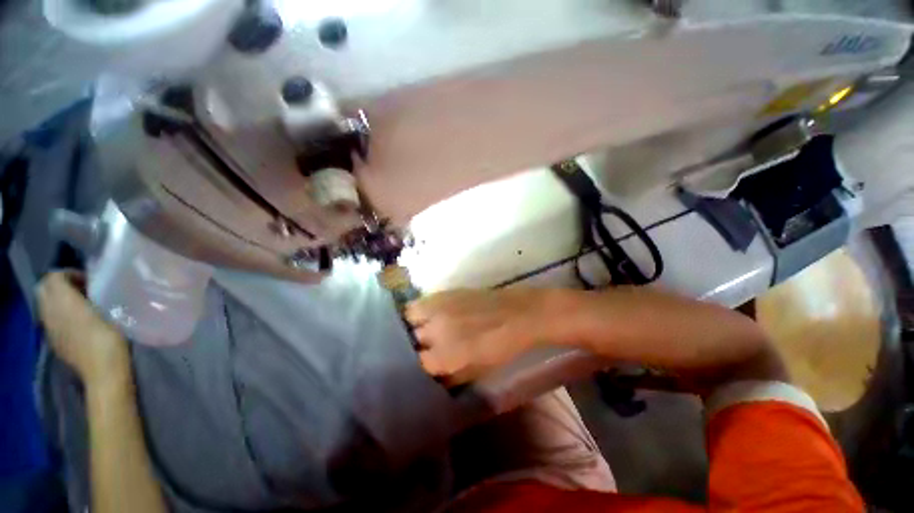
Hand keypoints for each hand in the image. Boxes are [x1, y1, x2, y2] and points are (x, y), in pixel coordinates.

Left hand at [37, 271, 130, 388]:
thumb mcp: (105, 309)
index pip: (54, 276)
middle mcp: (49, 312)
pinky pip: (51, 320)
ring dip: (60, 300)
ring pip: (46, 305)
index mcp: (60, 301)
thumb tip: (85, 283)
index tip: (90, 280)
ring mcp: (50, 329)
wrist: (103, 371)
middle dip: (60, 285)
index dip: (70, 273)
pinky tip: (78, 322)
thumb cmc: (108, 337)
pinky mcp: (56, 341)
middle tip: (83, 289)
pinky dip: (61, 315)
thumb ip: (88, 293)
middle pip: (45, 289)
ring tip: (83, 305)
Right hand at [406, 288, 554, 384]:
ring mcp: (439, 309)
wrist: (517, 315)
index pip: (416, 364)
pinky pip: (421, 302)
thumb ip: (450, 377)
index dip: (418, 366)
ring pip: (409, 317)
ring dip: (411, 324)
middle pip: (410, 339)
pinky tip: (428, 314)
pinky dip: (419, 310)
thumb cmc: (501, 348)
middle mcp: (436, 331)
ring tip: (418, 328)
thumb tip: (433, 376)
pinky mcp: (444, 293)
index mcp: (445, 357)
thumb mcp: (476, 372)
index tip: (421, 365)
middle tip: (419, 347)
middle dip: (414, 345)